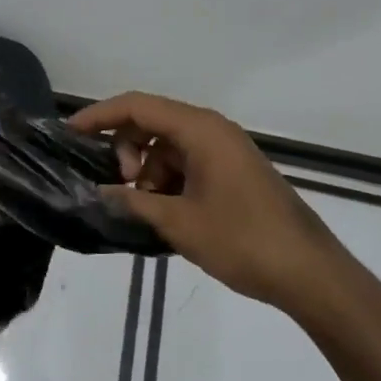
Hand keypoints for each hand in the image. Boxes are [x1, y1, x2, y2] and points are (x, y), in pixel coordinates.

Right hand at [69, 92, 358, 324]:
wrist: (311, 275)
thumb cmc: (243, 241)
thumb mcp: (179, 223)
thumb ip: (132, 202)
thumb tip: (98, 192)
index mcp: (200, 130)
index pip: (137, 106)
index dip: (99, 116)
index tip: (68, 134)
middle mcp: (212, 130)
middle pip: (151, 122)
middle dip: (125, 150)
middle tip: (121, 188)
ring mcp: (225, 150)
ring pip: (167, 146)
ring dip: (147, 171)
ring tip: (147, 209)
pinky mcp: (232, 172)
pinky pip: (186, 163)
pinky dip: (167, 181)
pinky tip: (165, 214)